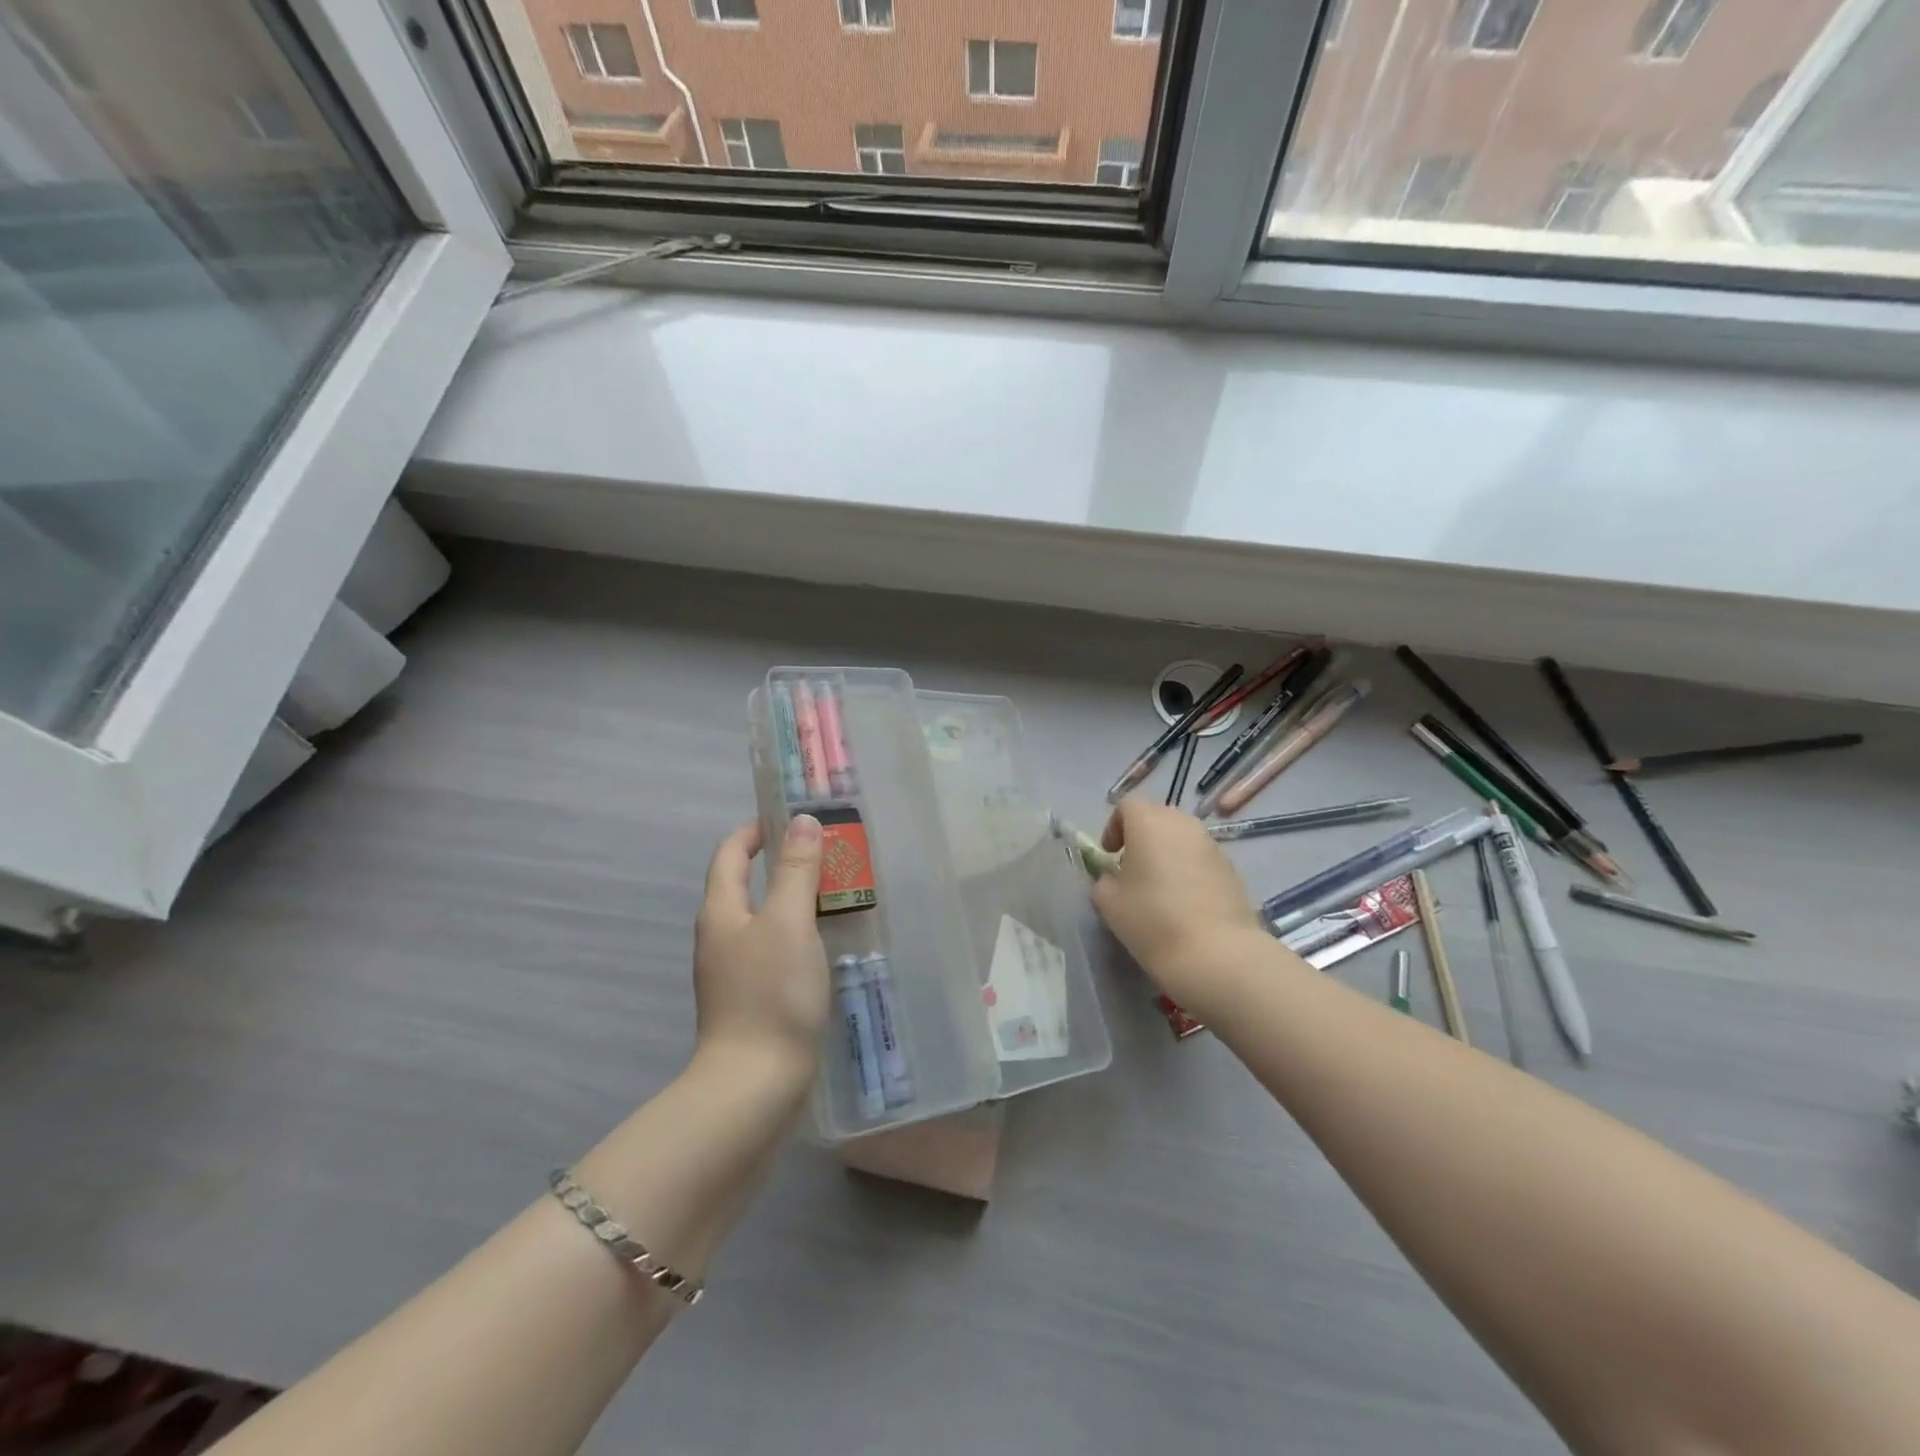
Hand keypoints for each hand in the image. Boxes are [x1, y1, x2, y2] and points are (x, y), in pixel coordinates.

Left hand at [692, 816, 830, 1088]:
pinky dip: (799, 933)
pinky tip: (828, 942)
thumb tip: (801, 822)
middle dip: (783, 862)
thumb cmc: (771, 994)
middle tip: (828, 853)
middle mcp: (721, 936)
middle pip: (746, 884)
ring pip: (764, 918)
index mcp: (721, 911)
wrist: (755, 1085)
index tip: (789, 815)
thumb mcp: (789, 922)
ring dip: (795, 899)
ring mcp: (734, 971)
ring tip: (837, 892)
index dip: (755, 830)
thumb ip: (796, 870)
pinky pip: (775, 949)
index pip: (731, 854)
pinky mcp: (752, 999)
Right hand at [1090, 798, 1266, 1006]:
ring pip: (1181, 837)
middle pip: (1157, 817)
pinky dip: (1188, 870)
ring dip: (1166, 853)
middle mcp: (1183, 824)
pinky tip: (1184, 903)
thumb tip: (1113, 878)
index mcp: (1149, 822)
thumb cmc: (1152, 920)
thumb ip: (1104, 881)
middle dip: (1141, 837)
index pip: (1127, 805)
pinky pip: (1200, 858)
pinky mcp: (1231, 869)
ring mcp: (1211, 845)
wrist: (1217, 954)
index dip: (1113, 826)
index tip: (1109, 856)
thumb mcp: (1109, 903)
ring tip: (1158, 888)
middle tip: (1131, 869)